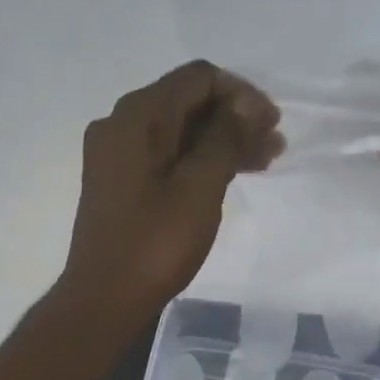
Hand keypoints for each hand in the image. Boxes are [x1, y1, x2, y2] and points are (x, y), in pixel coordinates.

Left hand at [58, 60, 283, 325]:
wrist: (105, 300)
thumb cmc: (154, 244)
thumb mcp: (199, 187)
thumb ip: (225, 138)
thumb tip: (245, 104)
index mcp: (136, 117)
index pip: (197, 78)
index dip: (241, 94)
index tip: (272, 124)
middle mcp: (121, 125)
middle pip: (187, 103)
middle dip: (235, 118)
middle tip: (274, 145)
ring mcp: (117, 156)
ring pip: (179, 132)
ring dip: (221, 141)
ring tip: (263, 161)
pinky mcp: (121, 184)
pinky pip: (166, 157)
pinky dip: (199, 161)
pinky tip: (229, 176)